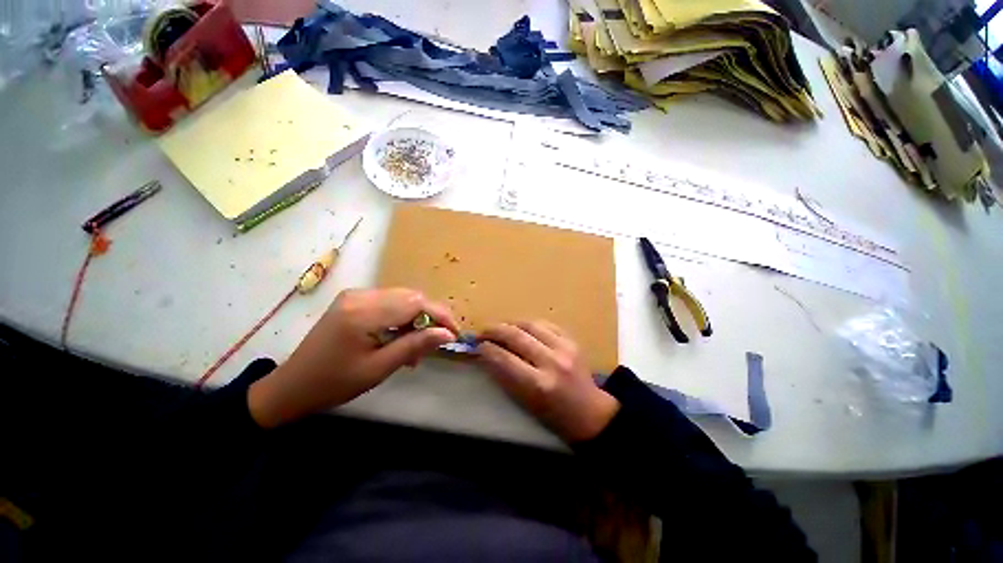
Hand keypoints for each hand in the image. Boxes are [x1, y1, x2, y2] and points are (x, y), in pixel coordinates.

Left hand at [248, 288, 458, 427]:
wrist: (293, 385)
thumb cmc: (334, 383)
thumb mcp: (379, 368)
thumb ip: (415, 346)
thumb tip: (448, 334)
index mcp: (363, 313)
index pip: (415, 303)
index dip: (440, 315)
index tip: (455, 332)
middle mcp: (360, 295)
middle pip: (411, 297)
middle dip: (430, 317)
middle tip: (437, 341)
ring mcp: (356, 295)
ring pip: (403, 298)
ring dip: (416, 318)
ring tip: (417, 345)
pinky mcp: (354, 300)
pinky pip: (390, 302)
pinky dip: (402, 317)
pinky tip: (401, 337)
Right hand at [477, 321, 618, 442]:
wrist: (589, 412)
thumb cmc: (553, 415)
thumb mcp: (525, 402)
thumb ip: (506, 377)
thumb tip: (488, 353)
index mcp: (538, 384)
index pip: (505, 359)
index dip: (487, 349)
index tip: (478, 346)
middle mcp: (552, 362)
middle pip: (516, 336)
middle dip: (495, 330)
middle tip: (483, 332)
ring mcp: (565, 348)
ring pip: (530, 325)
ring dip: (511, 324)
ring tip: (500, 328)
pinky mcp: (572, 340)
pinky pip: (546, 324)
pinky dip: (530, 324)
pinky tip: (521, 327)